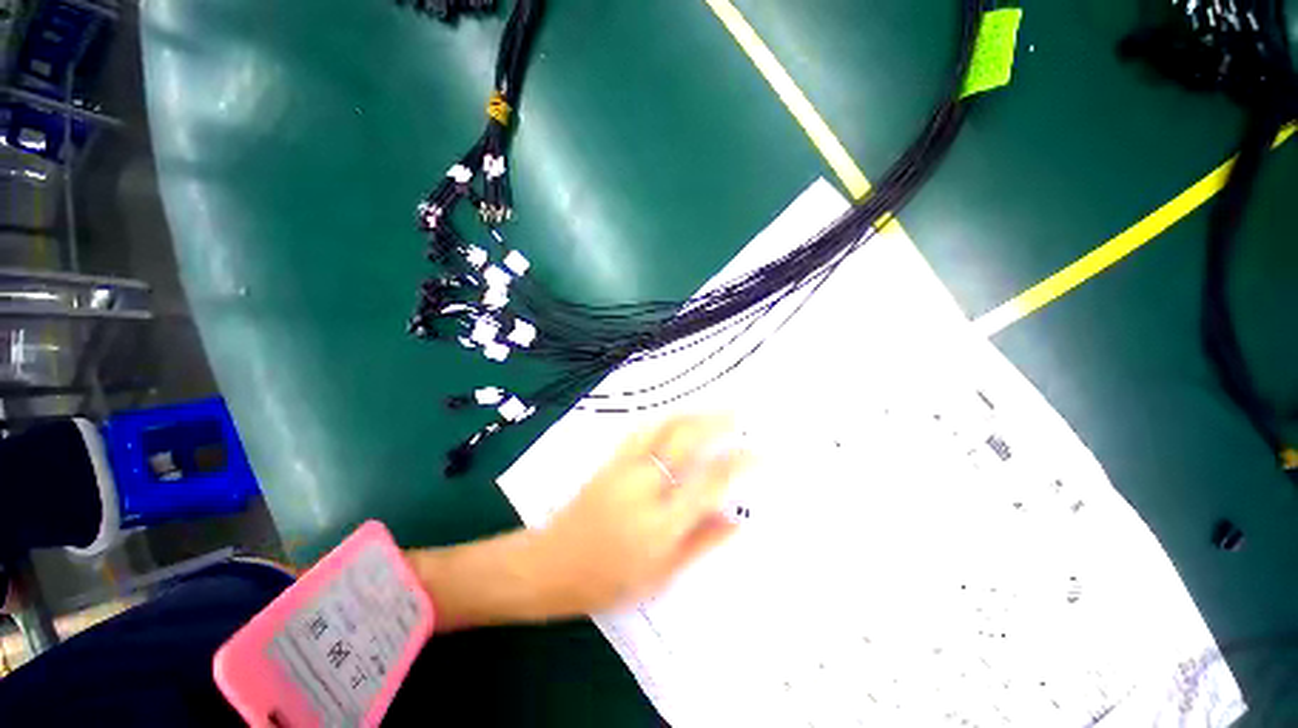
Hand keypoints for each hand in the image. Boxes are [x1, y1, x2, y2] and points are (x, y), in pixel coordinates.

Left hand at [406, 415, 748, 630]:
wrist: (551, 564)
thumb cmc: (608, 579)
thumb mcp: (661, 575)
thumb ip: (701, 543)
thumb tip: (737, 520)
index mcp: (664, 521)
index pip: (712, 481)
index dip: (741, 463)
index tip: (762, 453)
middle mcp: (647, 486)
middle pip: (688, 441)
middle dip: (719, 422)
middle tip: (741, 412)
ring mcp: (626, 467)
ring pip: (666, 428)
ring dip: (693, 414)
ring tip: (714, 407)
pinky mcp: (611, 460)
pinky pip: (641, 430)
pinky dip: (664, 419)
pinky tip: (675, 416)